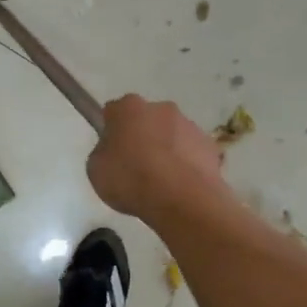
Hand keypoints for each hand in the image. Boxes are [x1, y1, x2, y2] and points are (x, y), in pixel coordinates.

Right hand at [86, 95, 228, 226]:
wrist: (181, 198)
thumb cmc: (131, 180)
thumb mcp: (96, 170)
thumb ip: (103, 153)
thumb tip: (114, 151)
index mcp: (129, 108)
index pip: (114, 111)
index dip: (111, 130)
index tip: (111, 151)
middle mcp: (161, 108)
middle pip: (146, 120)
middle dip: (142, 137)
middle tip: (136, 167)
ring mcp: (189, 125)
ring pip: (172, 135)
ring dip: (167, 150)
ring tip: (162, 182)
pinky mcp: (210, 145)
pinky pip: (192, 153)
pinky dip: (187, 164)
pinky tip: (181, 186)